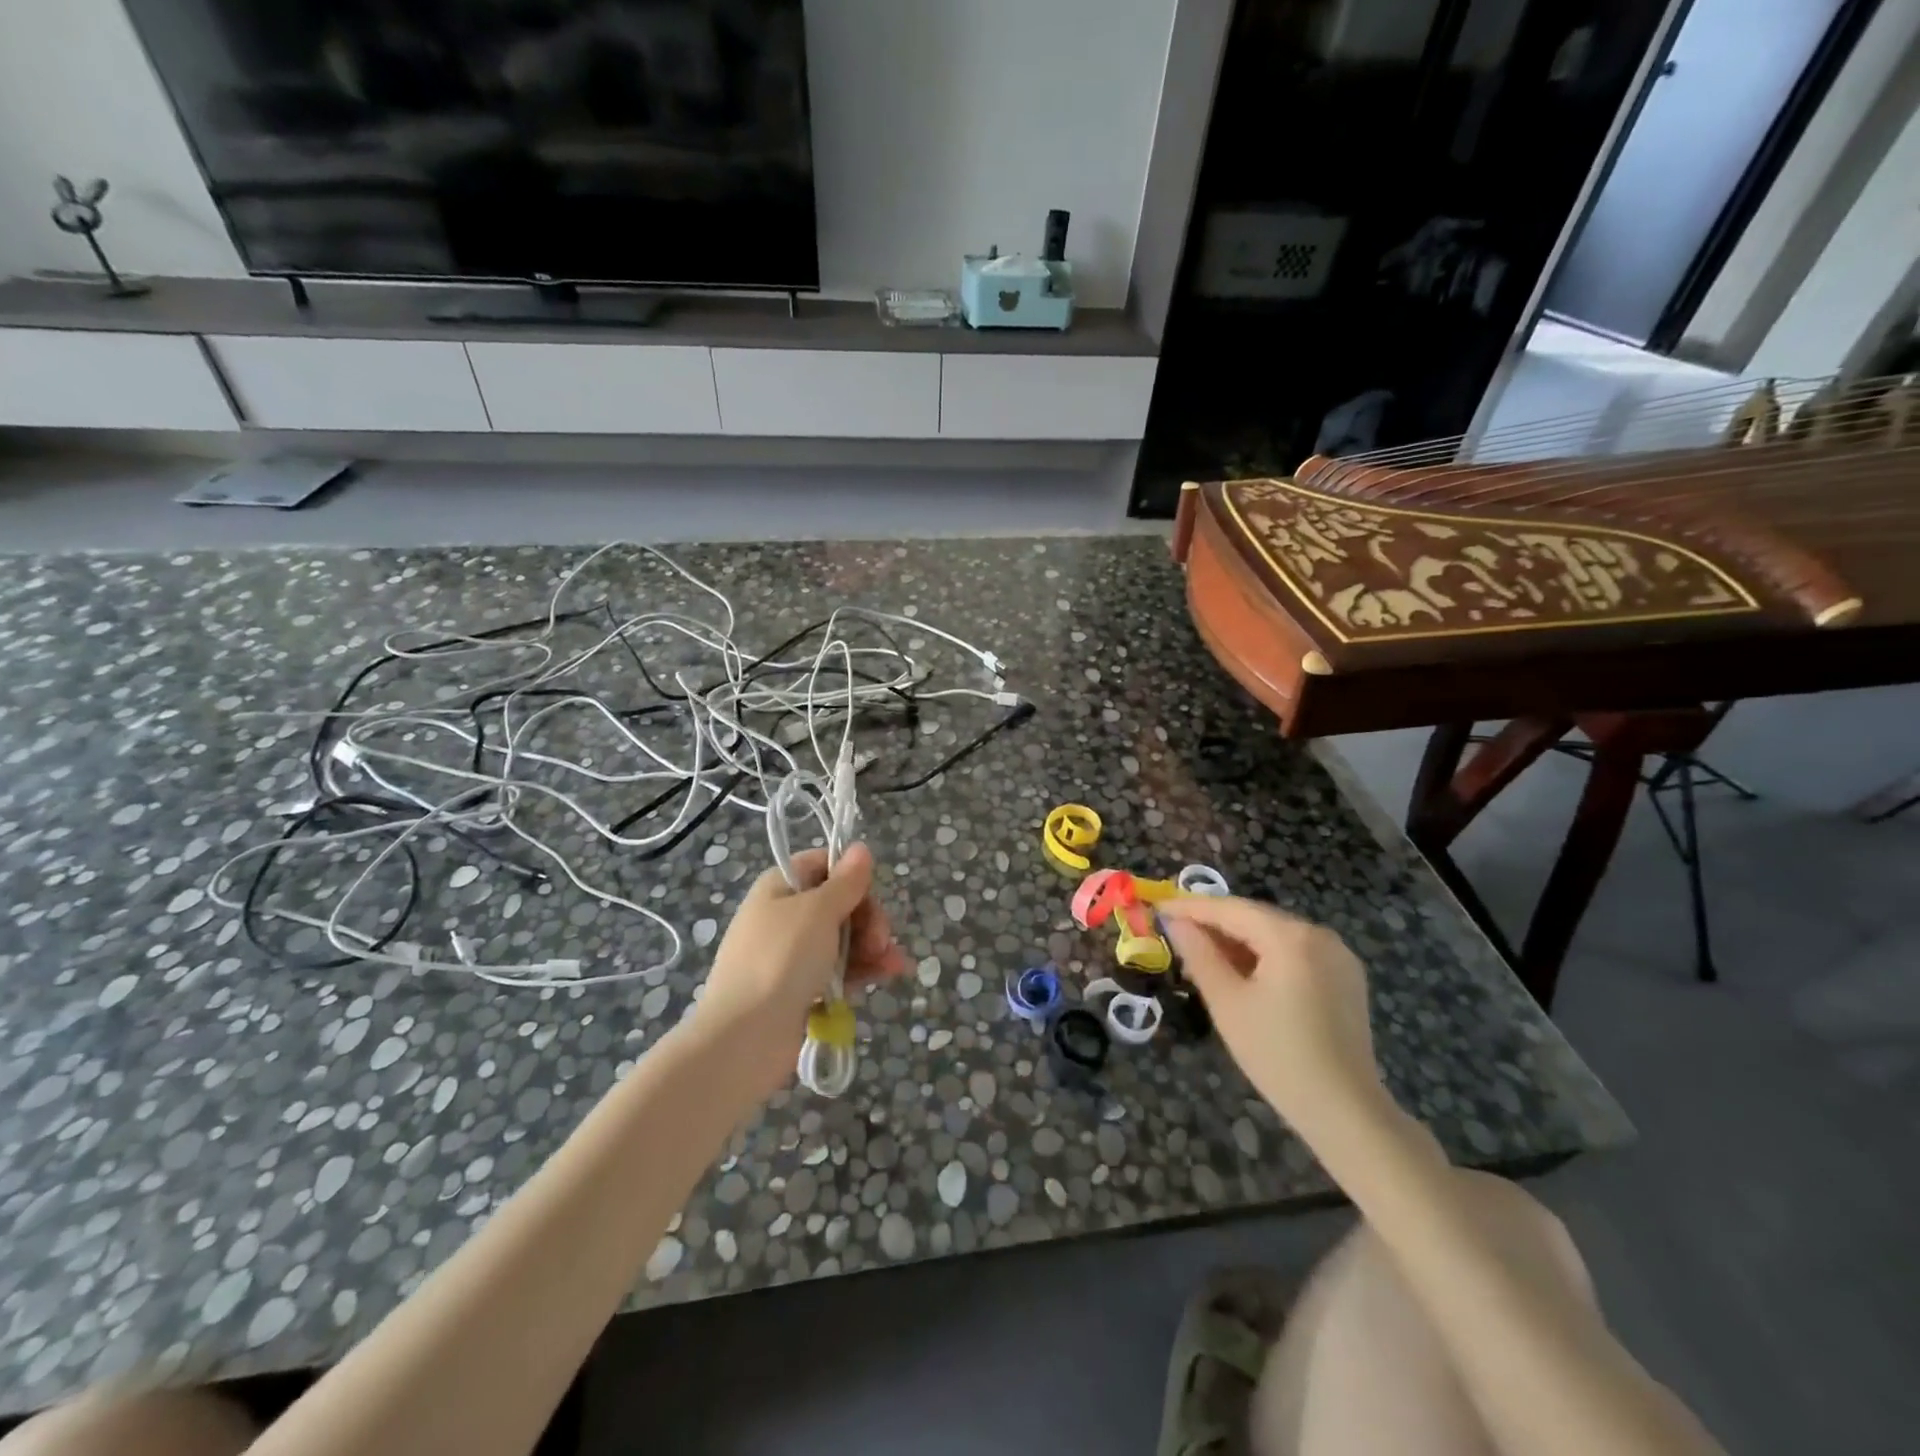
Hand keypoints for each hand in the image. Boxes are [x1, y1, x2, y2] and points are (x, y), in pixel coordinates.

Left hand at [694, 842, 908, 1096]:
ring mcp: (791, 955)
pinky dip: (862, 970)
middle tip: (881, 940)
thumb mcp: (818, 911)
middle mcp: (783, 916)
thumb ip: (845, 881)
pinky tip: (888, 976)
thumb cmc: (781, 960)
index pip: (823, 865)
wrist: (744, 1037)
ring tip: (893, 965)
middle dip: (868, 918)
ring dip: (872, 947)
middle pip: (839, 903)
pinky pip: (838, 970)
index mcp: (779, 887)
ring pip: (843, 939)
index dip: (851, 876)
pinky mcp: (800, 989)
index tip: (868, 896)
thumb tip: (860, 848)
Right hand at [1158, 896, 1386, 1139]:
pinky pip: (1294, 953)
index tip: (1159, 907)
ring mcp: (1338, 956)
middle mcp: (1320, 935)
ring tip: (1201, 955)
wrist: (1345, 1112)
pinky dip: (1264, 956)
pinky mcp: (1345, 978)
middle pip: (1255, 918)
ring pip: (1274, 935)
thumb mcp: (1227, 1003)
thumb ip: (1199, 955)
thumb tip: (1176, 923)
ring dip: (1238, 941)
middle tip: (1175, 932)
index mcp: (1292, 937)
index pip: (1231, 909)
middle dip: (1214, 924)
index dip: (1191, 907)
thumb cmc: (1277, 1055)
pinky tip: (1241, 973)